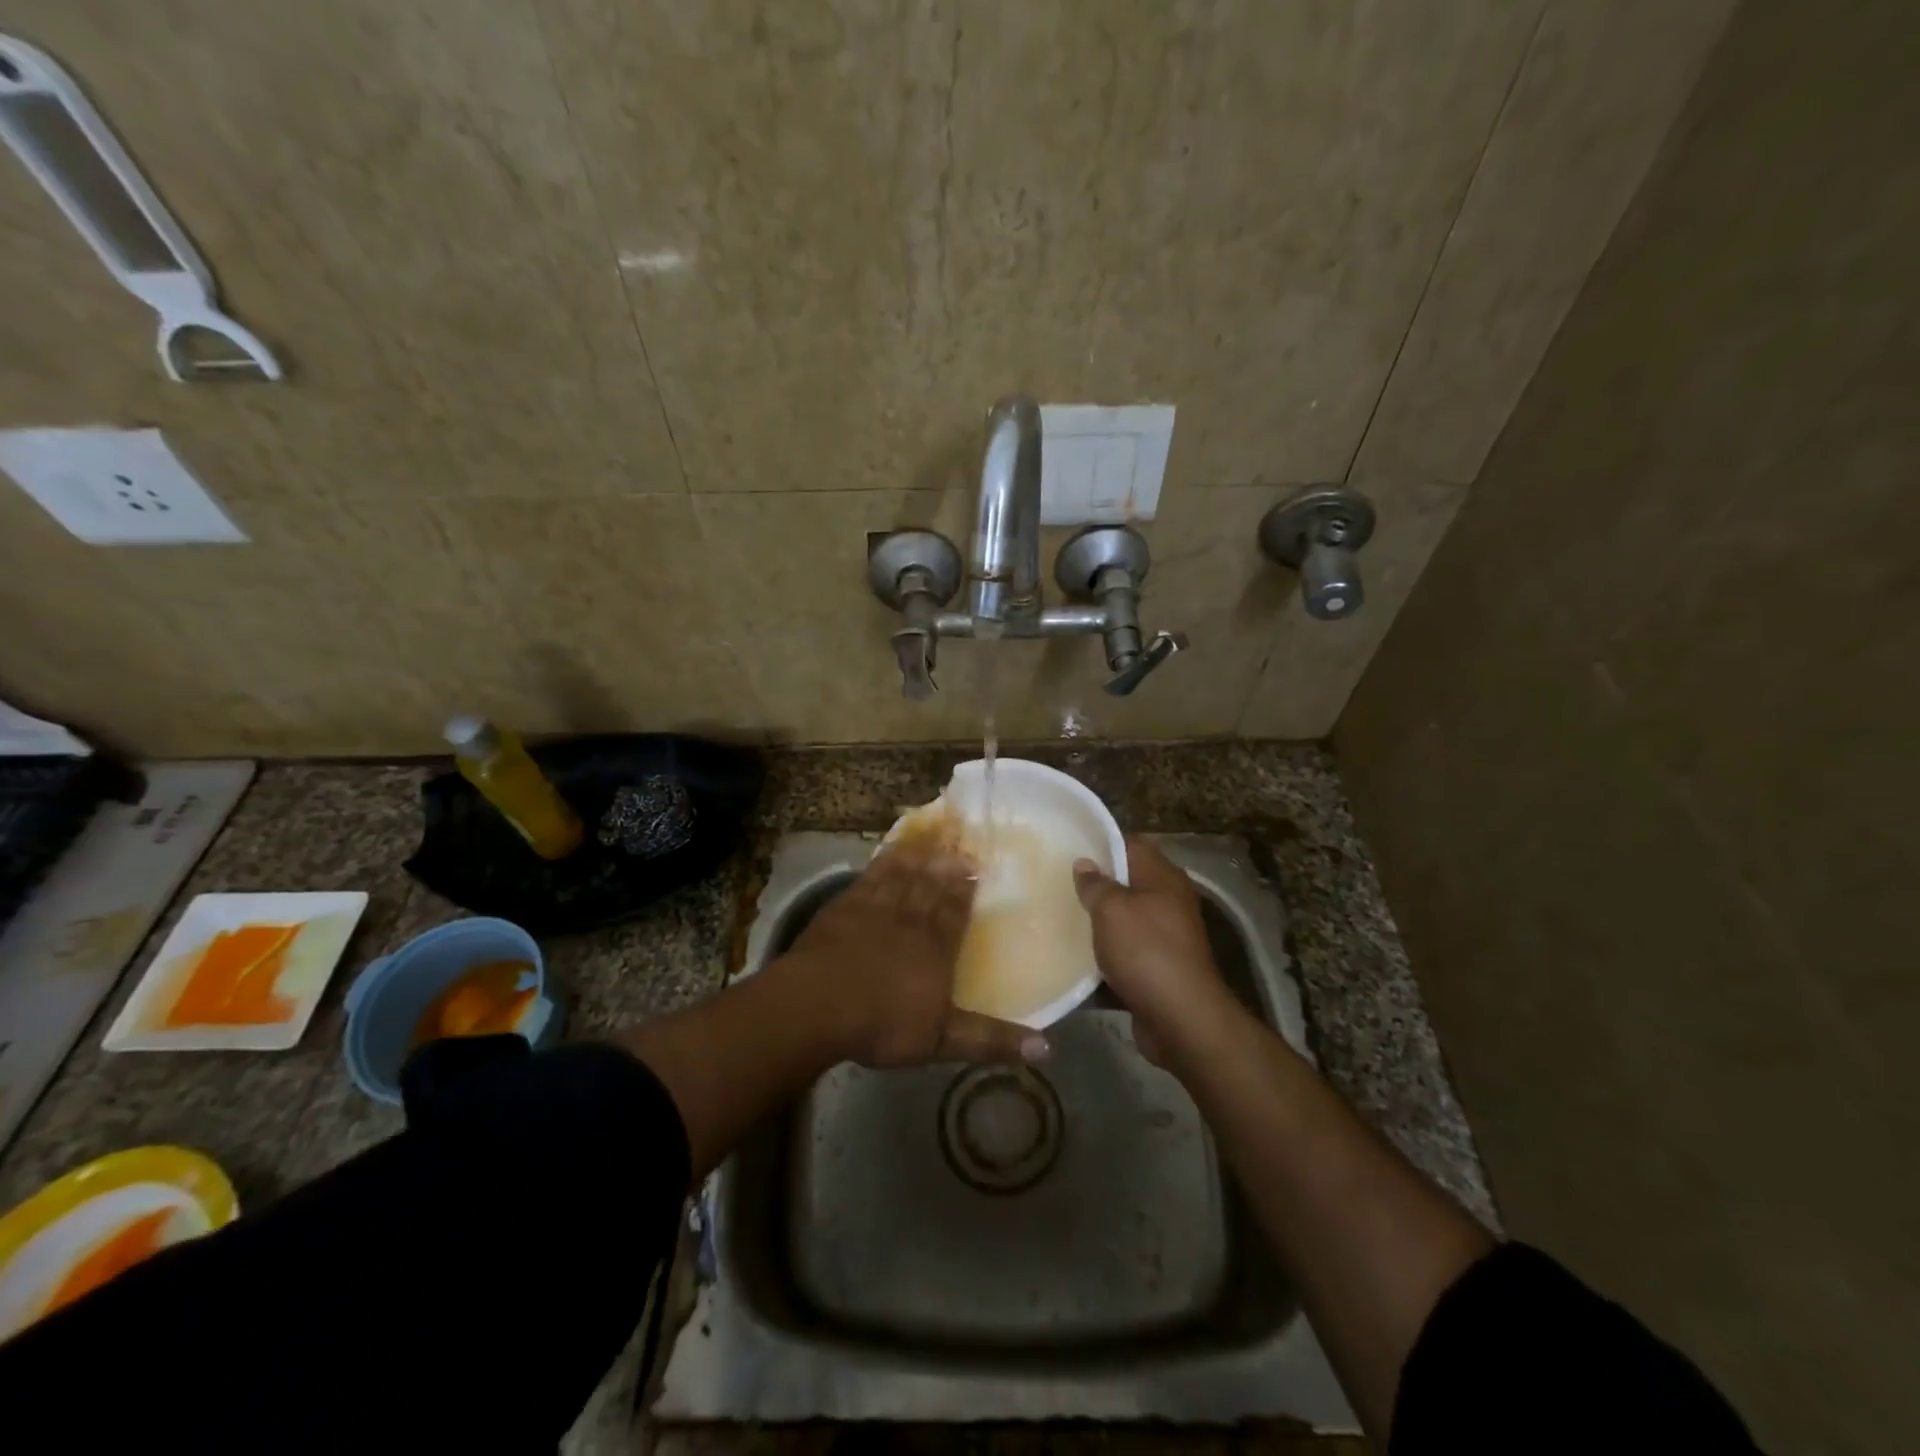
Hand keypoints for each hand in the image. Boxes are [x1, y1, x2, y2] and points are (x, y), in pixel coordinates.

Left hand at [777, 835, 1047, 1068]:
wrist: (818, 1004)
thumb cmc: (881, 1023)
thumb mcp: (941, 1040)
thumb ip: (990, 1039)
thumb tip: (1046, 1048)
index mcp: (936, 948)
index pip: (955, 911)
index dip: (966, 889)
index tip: (977, 867)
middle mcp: (911, 919)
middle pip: (933, 886)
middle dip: (948, 866)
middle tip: (962, 844)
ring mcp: (876, 907)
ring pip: (905, 874)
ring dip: (921, 856)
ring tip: (934, 838)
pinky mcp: (846, 904)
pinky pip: (872, 874)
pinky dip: (885, 860)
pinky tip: (891, 851)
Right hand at [1074, 836, 1234, 1066]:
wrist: (1180, 1019)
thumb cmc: (1146, 951)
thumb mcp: (1112, 909)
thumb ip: (1096, 884)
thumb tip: (1084, 863)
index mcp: (1163, 878)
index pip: (1130, 845)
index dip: (1100, 842)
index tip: (1067, 844)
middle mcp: (1168, 903)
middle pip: (1126, 883)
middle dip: (1094, 884)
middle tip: (1056, 881)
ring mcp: (1164, 938)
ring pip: (1122, 921)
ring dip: (1096, 922)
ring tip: (1057, 915)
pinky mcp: (1156, 969)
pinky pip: (1123, 954)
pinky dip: (1102, 957)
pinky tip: (1072, 957)